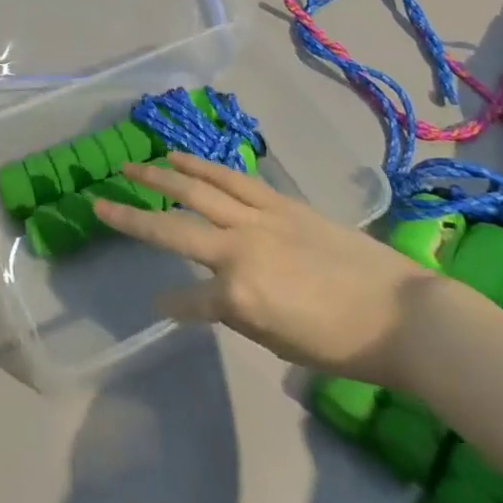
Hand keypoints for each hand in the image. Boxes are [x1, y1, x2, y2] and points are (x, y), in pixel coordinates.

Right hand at [93, 152, 439, 386]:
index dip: (171, 305)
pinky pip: (230, 179)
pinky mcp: (277, 202)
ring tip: (133, 166)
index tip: (158, 306)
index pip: (188, 301)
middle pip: (173, 228)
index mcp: (238, 295)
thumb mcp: (279, 341)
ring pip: (197, 190)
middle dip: (132, 216)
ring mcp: (257, 218)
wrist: (402, 314)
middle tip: (100, 201)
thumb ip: (235, 312)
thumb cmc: (342, 344)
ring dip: (160, 177)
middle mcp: (237, 249)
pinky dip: (202, 166)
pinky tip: (181, 158)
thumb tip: (205, 296)